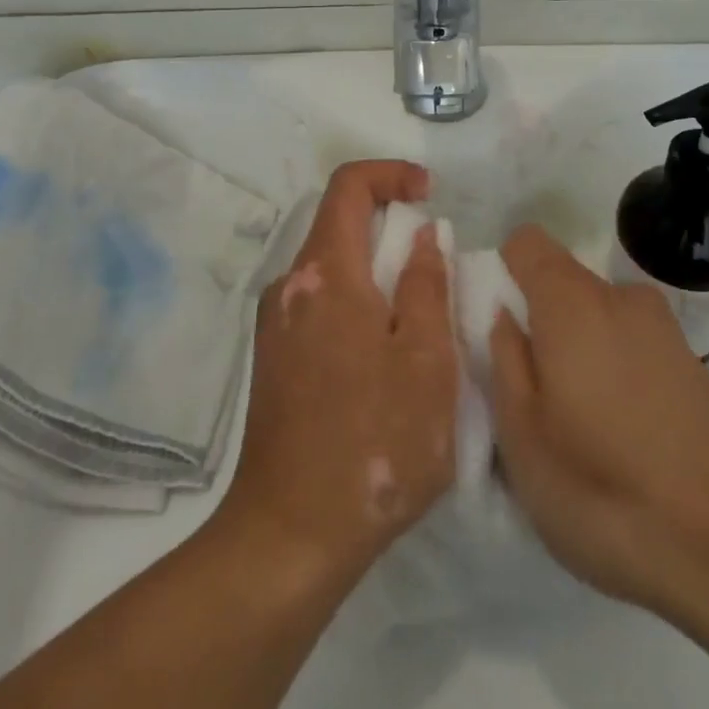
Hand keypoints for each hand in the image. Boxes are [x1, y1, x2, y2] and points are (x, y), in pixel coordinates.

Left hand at [218, 161, 459, 589]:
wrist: (290, 535)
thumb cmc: (373, 443)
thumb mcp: (426, 361)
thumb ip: (426, 285)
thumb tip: (422, 235)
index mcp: (324, 273)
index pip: (349, 185)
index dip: (391, 173)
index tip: (429, 194)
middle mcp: (290, 285)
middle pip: (339, 225)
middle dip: (390, 229)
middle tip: (435, 268)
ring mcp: (275, 324)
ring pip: (331, 268)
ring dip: (375, 273)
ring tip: (417, 325)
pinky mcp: (273, 358)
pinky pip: (320, 304)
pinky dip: (355, 304)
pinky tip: (382, 361)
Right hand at [489, 226, 708, 615]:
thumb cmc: (604, 489)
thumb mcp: (522, 435)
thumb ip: (504, 359)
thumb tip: (504, 315)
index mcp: (572, 302)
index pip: (526, 242)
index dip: (503, 274)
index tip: (500, 330)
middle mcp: (620, 298)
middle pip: (562, 283)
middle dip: (540, 323)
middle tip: (536, 395)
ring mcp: (664, 329)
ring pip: (598, 319)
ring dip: (580, 351)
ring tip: (582, 427)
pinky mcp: (693, 365)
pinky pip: (632, 346)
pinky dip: (616, 372)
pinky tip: (625, 439)